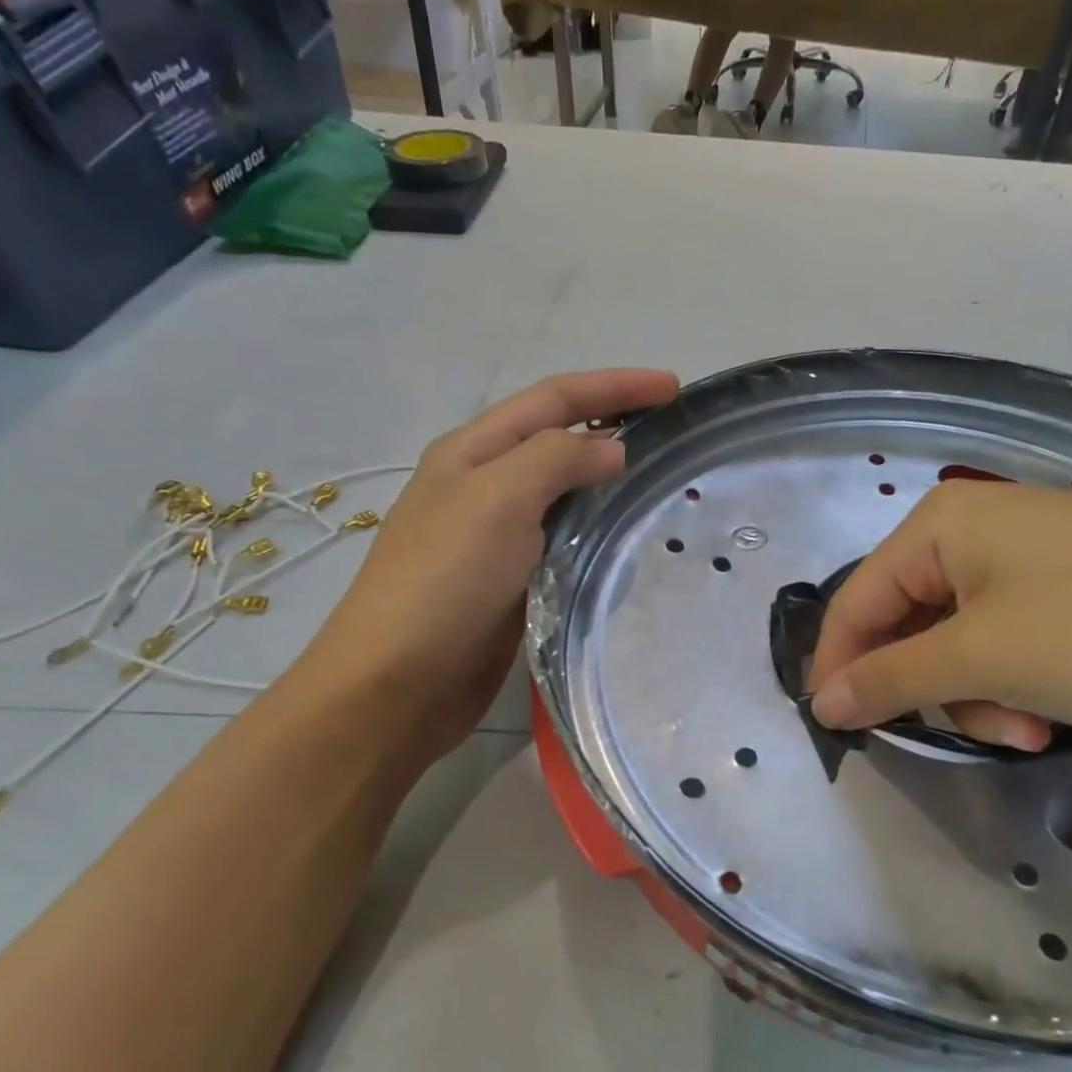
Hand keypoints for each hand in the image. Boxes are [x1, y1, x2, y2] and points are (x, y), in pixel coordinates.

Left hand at [304, 368, 678, 756]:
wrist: (396, 685)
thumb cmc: (443, 582)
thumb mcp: (497, 500)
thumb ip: (556, 461)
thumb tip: (612, 451)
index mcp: (473, 452)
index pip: (553, 400)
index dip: (613, 387)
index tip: (674, 388)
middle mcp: (485, 487)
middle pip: (559, 441)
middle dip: (614, 427)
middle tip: (674, 435)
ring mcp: (498, 539)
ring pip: (565, 496)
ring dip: (609, 483)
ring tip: (663, 484)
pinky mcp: (514, 585)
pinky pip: (565, 545)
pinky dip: (599, 535)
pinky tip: (629, 543)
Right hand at [809, 481, 1071, 746]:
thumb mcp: (984, 658)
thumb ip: (891, 679)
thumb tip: (822, 701)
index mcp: (941, 528)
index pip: (856, 602)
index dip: (838, 667)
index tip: (834, 729)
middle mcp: (975, 535)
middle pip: (908, 626)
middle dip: (931, 689)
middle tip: (961, 731)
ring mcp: (1027, 564)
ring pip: (958, 646)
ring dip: (978, 697)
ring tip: (1028, 729)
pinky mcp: (1069, 595)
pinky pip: (1006, 646)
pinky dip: (1015, 686)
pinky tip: (1051, 714)